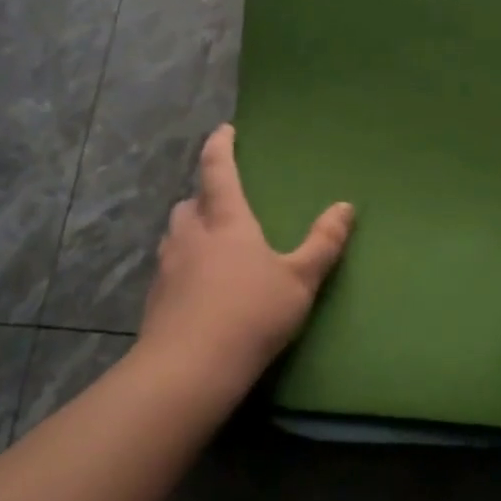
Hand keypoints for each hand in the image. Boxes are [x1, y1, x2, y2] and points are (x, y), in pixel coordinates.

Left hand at [138, 123, 353, 400]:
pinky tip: (198, 287)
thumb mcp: (299, 280)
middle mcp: (191, 235)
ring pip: (175, 235)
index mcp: (226, 221)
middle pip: (190, 203)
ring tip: (210, 243)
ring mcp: (167, 268)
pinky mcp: (154, 300)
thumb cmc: (250, 314)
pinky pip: (168, 268)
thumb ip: (323, 243)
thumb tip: (346, 207)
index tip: (224, 130)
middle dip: (203, 195)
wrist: (187, 371)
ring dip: (190, 230)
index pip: (218, 170)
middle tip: (222, 201)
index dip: (220, 146)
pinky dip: (183, 265)